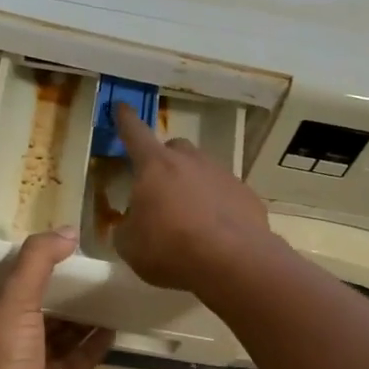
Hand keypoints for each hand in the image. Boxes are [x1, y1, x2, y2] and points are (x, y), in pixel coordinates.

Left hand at [0, 229, 113, 368]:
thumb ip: (38, 262)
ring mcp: (39, 366)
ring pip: (67, 333)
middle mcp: (15, 339)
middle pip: (46, 307)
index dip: (41, 264)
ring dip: (86, 314)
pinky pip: (83, 359)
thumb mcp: (15, 301)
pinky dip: (98, 343)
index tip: (69, 244)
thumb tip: (69, 231)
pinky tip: (118, 325)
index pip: (19, 282)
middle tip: (100, 266)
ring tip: (114, 290)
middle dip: (69, 289)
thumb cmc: (3, 362)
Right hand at [112, 103, 274, 290]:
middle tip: (159, 189)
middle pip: (174, 149)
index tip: (122, 107)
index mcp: (155, 166)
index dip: (125, 120)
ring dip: (192, 185)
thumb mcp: (130, 245)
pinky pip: (225, 193)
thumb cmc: (170, 248)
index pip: (134, 133)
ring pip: (202, 170)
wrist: (233, 261)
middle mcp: (190, 161)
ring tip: (189, 218)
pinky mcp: (246, 194)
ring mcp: (222, 174)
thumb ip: (127, 227)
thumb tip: (132, 223)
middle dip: (164, 162)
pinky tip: (215, 232)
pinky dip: (217, 206)